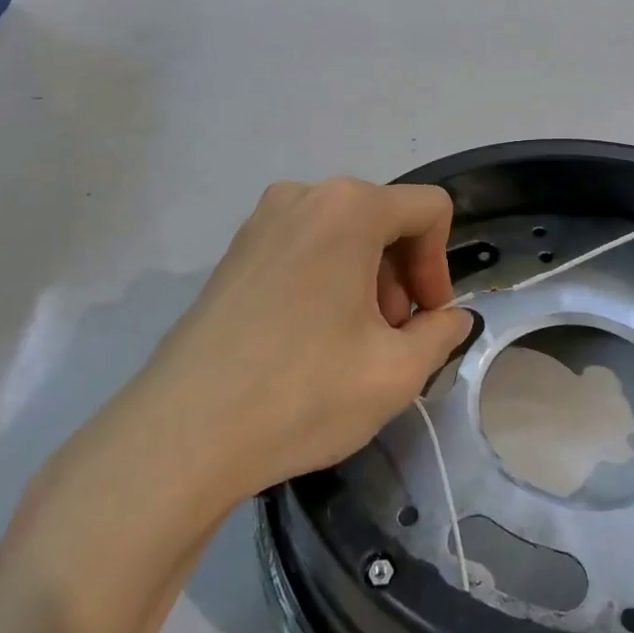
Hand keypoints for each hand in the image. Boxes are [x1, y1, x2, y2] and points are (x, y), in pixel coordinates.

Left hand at [140, 178, 472, 503]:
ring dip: (365, 279)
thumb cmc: (302, 393)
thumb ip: (441, 334)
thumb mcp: (396, 372)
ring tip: (351, 343)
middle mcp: (303, 196)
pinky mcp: (233, 253)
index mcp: (349, 208)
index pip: (429, 210)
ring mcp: (260, 222)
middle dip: (402, 275)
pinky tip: (309, 339)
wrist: (181, 436)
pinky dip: (325, 280)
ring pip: (343, 234)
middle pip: (384, 218)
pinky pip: (303, 248)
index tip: (426, 320)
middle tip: (391, 337)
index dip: (440, 265)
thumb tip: (452, 319)